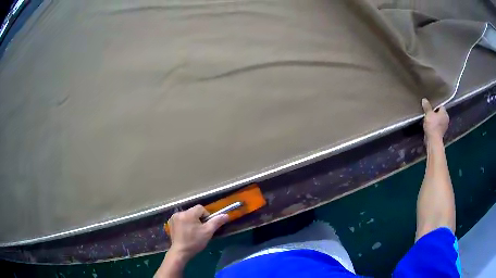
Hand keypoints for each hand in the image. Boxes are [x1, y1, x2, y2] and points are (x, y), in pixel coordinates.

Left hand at [167, 205, 228, 260]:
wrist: (181, 252)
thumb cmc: (195, 242)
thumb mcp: (208, 232)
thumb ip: (216, 222)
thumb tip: (226, 215)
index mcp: (188, 214)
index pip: (201, 208)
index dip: (206, 216)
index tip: (205, 226)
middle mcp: (179, 213)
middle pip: (193, 211)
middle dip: (198, 219)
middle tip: (200, 230)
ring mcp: (173, 218)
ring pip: (187, 215)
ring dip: (191, 221)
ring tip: (192, 232)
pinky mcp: (171, 223)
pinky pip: (181, 219)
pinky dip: (185, 223)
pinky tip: (185, 232)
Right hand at [421, 98, 448, 140]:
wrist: (433, 141)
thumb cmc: (433, 125)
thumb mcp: (428, 114)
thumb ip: (427, 107)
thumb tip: (424, 99)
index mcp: (445, 113)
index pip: (441, 106)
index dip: (435, 106)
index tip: (430, 106)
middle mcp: (446, 119)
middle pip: (440, 114)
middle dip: (435, 113)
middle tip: (428, 112)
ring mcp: (444, 127)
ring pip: (439, 121)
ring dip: (435, 120)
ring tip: (428, 119)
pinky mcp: (441, 134)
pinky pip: (437, 127)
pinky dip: (434, 126)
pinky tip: (429, 126)